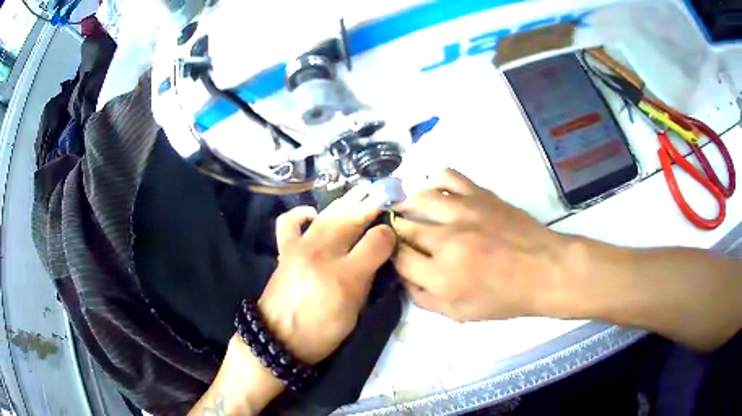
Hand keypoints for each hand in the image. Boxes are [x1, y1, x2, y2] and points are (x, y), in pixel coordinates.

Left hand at [257, 186, 395, 363]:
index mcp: (346, 276)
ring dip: (346, 200)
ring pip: (327, 214)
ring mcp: (301, 248)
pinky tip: (314, 213)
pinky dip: (301, 212)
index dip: (389, 234)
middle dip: (371, 205)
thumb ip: (368, 280)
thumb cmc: (322, 333)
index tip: (392, 235)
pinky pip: (289, 221)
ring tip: (361, 190)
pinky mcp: (285, 249)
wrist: (278, 338)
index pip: (377, 240)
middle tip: (383, 193)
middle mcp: (323, 255)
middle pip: (352, 219)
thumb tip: (378, 255)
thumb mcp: (355, 313)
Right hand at [393, 169, 566, 321]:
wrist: (545, 270)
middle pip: (403, 227)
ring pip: (418, 197)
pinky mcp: (480, 194)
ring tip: (406, 209)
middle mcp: (446, 240)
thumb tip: (404, 278)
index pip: (398, 258)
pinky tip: (435, 191)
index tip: (396, 256)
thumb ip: (425, 299)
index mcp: (441, 276)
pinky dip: (434, 181)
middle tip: (399, 234)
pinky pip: (447, 176)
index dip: (391, 256)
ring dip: (406, 204)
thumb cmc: (505, 298)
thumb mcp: (461, 314)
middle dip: (395, 232)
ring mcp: (463, 212)